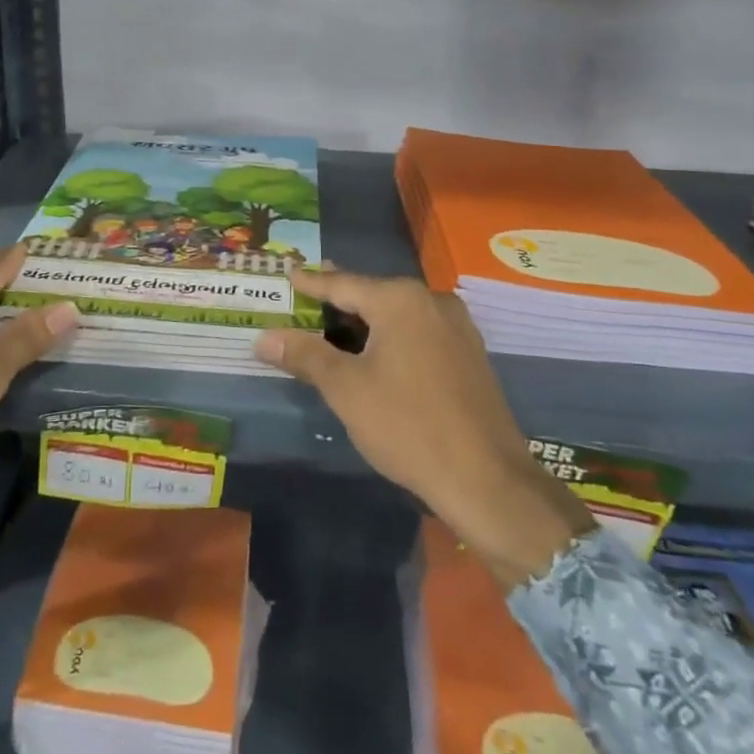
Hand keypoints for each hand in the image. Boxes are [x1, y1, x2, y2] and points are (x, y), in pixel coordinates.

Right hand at [255, 267, 593, 588]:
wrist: (488, 481)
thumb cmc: (408, 426)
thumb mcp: (346, 389)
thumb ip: (305, 355)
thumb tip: (265, 338)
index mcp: (400, 300)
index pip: (343, 284)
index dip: (311, 282)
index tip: (288, 273)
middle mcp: (431, 301)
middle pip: (372, 293)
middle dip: (338, 298)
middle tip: (306, 293)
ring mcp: (456, 327)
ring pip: (398, 313)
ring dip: (365, 319)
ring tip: (334, 323)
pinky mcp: (469, 354)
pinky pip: (418, 331)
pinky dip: (390, 335)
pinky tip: (375, 351)